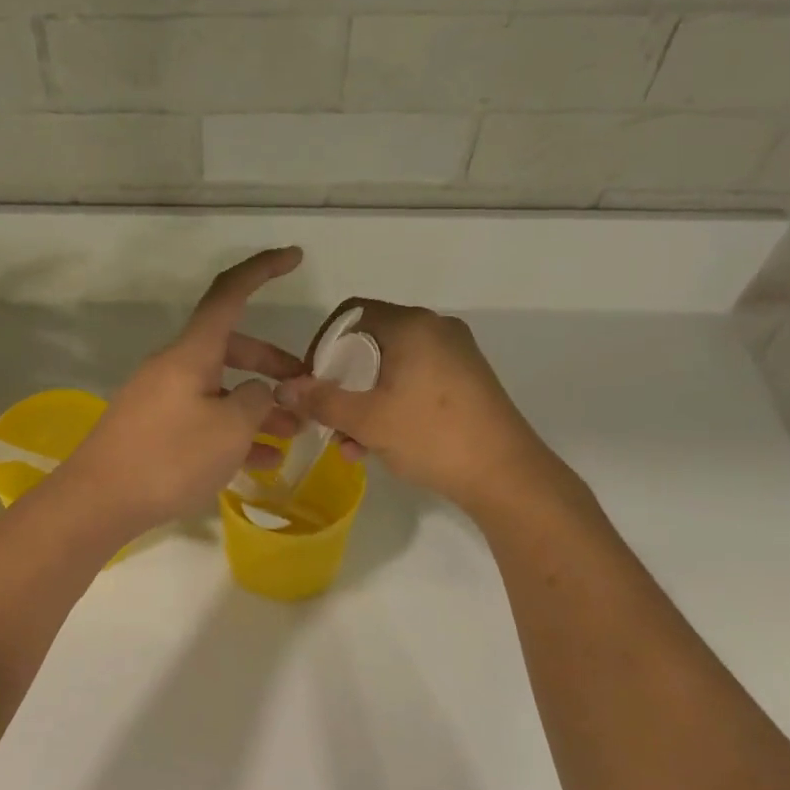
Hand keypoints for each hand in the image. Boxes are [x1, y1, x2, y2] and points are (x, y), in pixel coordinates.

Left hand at [63, 248, 307, 535]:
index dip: (262, 270)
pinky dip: (232, 431)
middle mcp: (175, 366)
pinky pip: (203, 417)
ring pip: (220, 389)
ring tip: (292, 434)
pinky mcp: (154, 428)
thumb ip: (256, 402)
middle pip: (232, 348)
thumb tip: (258, 392)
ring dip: (256, 406)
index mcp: (191, 353)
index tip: (294, 257)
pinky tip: (261, 461)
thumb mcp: (229, 429)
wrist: (98, 501)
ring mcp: (161, 398)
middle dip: (272, 366)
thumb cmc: (170, 458)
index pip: (229, 294)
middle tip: (305, 391)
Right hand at [275, 299, 573, 518]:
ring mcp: (456, 355)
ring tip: (350, 442)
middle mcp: (436, 329)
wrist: (506, 475)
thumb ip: (321, 400)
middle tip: (327, 415)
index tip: (309, 380)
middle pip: (370, 342)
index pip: (351, 313)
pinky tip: (379, 443)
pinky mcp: (467, 380)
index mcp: (412, 326)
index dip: (322, 344)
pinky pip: (415, 381)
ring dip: (364, 400)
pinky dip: (391, 403)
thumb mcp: (366, 420)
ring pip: (392, 367)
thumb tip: (283, 388)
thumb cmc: (431, 436)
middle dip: (342, 381)